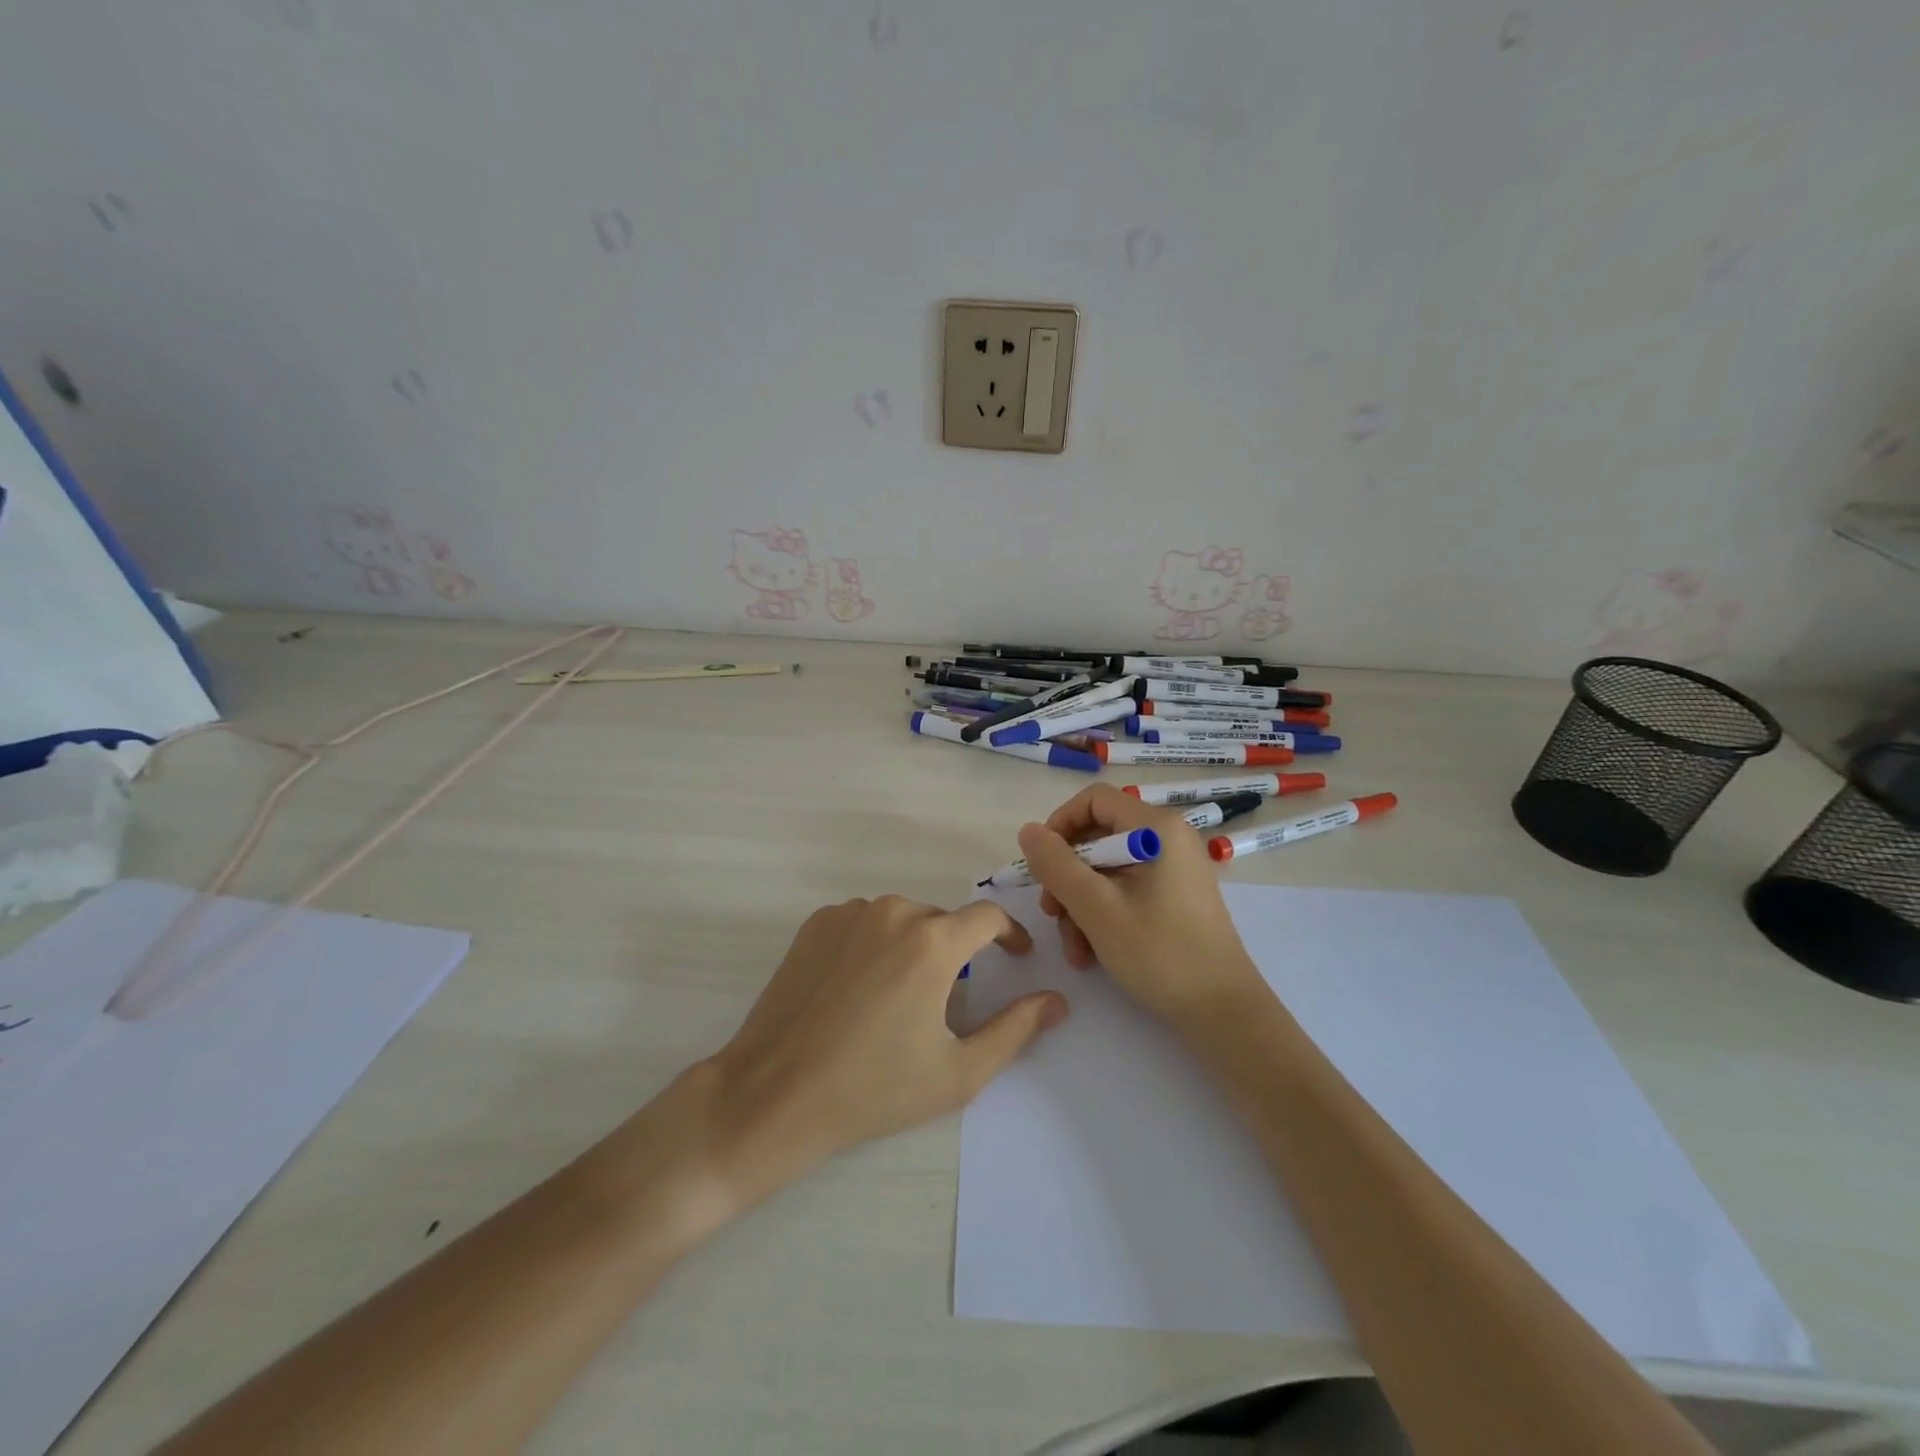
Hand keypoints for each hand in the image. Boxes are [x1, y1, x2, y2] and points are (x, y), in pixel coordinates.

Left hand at [701, 895, 1067, 1201]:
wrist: (774, 1095)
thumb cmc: (873, 1089)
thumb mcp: (958, 1071)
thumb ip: (1016, 1030)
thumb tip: (1057, 1000)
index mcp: (932, 941)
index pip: (988, 917)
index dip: (1010, 934)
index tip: (1016, 957)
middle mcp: (892, 911)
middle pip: (943, 921)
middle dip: (957, 952)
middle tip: (950, 1002)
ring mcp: (849, 913)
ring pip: (902, 920)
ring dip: (914, 947)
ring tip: (901, 1000)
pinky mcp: (815, 924)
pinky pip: (864, 923)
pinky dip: (876, 945)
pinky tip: (862, 989)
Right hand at [1017, 785, 1269, 1025]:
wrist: (1223, 1013)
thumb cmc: (1160, 954)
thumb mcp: (1096, 908)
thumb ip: (1056, 865)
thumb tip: (1028, 831)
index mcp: (1157, 829)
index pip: (1094, 800)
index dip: (1059, 824)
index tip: (1041, 864)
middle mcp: (1168, 839)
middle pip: (1097, 837)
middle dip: (1067, 876)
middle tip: (1051, 913)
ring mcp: (1173, 869)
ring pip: (1106, 869)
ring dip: (1079, 903)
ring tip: (1073, 946)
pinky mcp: (1173, 896)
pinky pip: (1125, 890)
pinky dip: (1101, 914)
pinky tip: (1090, 952)